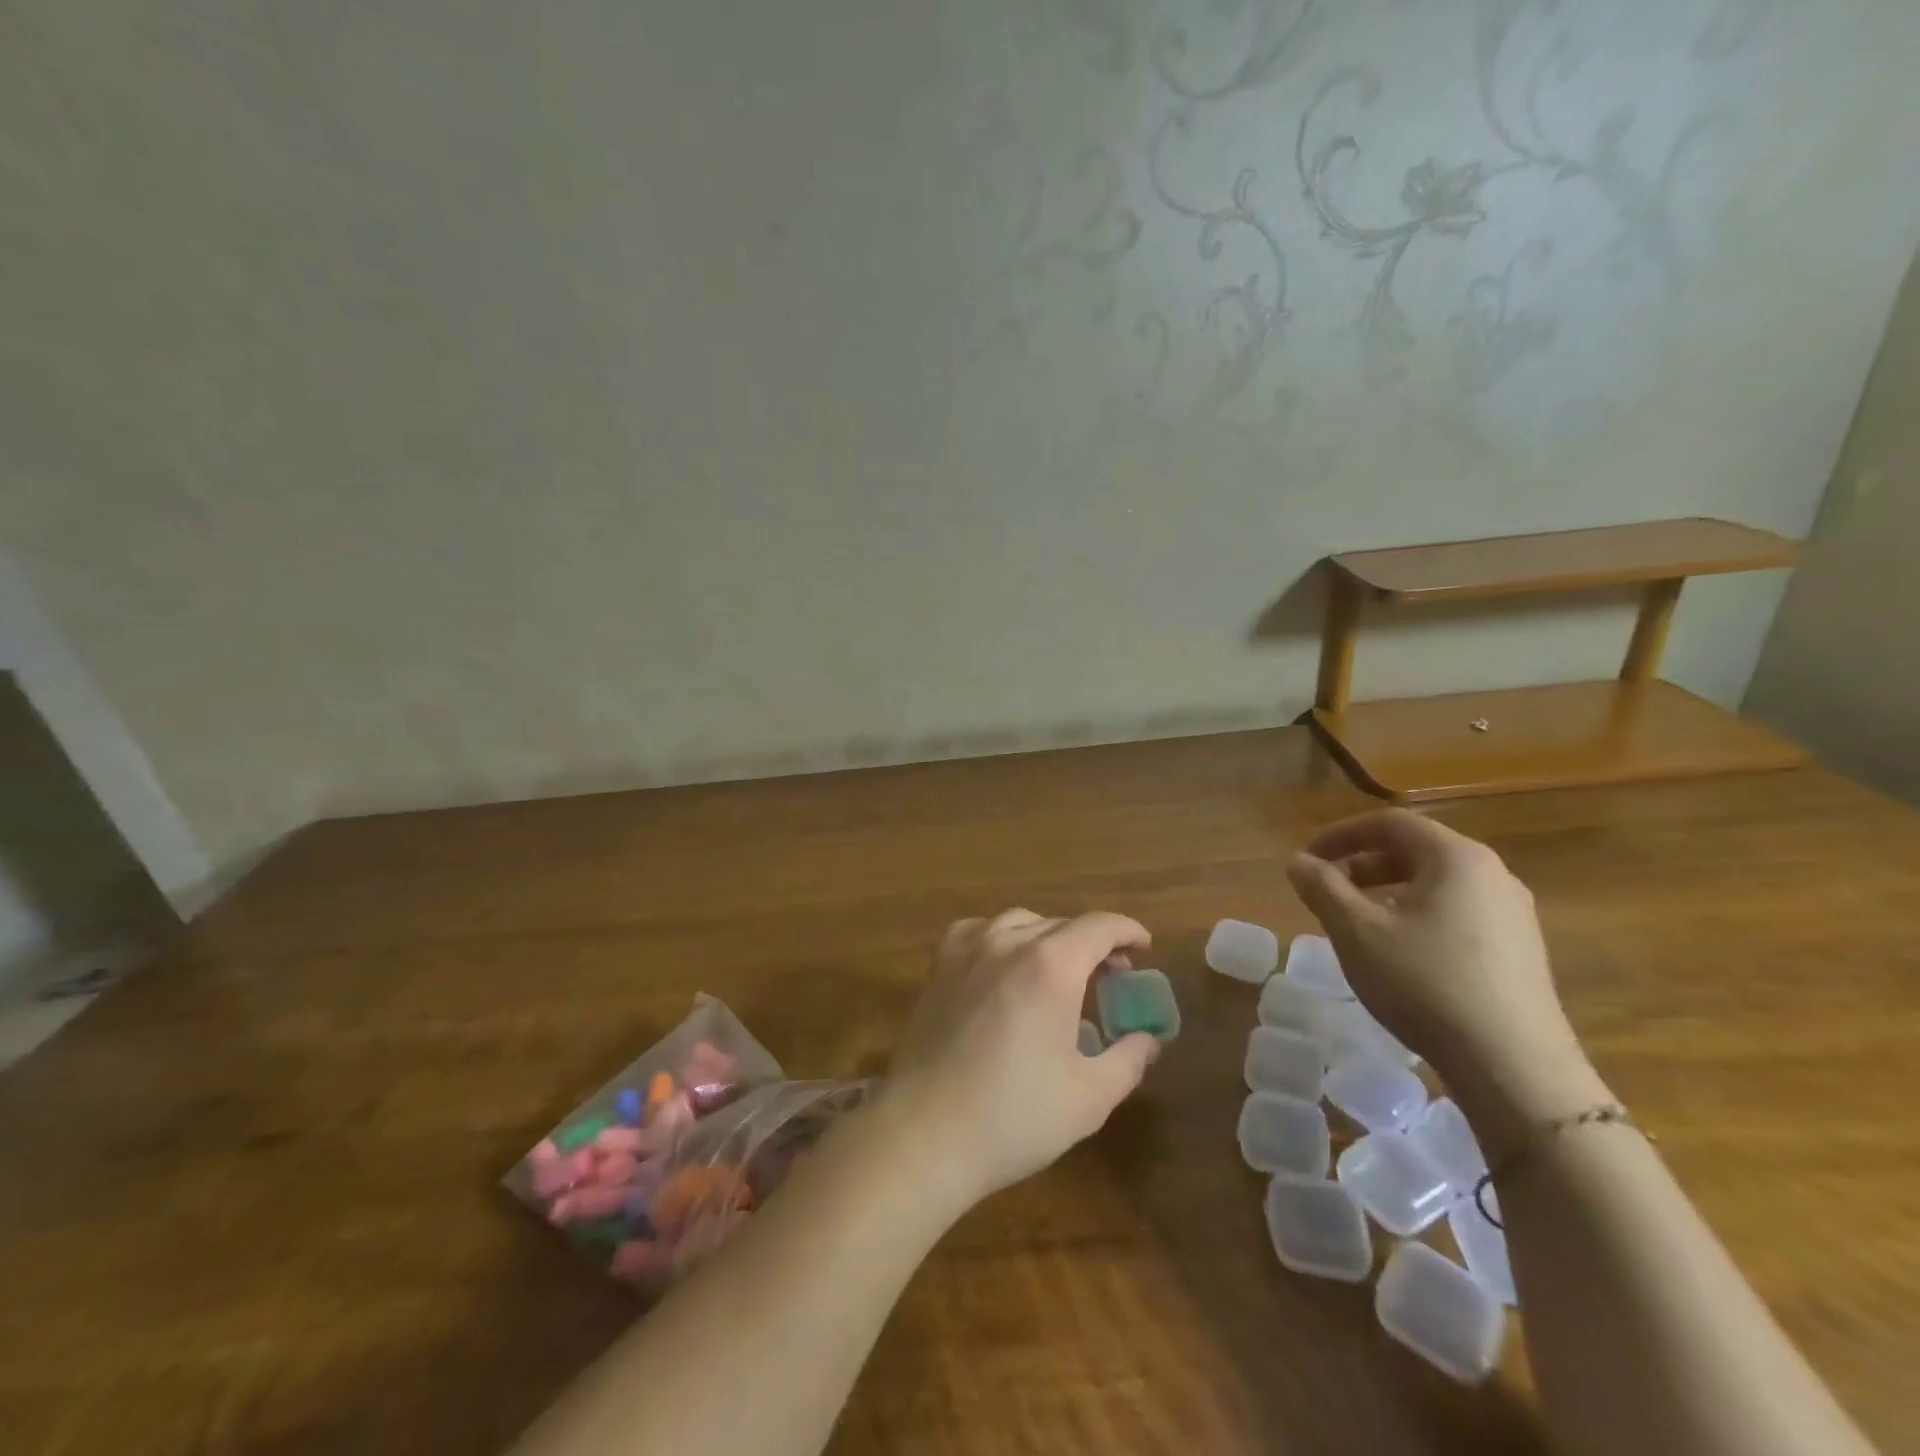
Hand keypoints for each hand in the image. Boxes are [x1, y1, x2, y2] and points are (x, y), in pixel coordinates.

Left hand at [880, 910, 1160, 1210]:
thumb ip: (1128, 1059)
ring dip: (1050, 938)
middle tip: (1110, 977)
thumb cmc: (1014, 1116)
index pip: (1100, 927)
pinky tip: (1004, 963)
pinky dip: (1002, 937)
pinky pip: (978, 931)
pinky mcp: (938, 966)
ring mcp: (967, 949)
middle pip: (1062, 924)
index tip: (1144, 949)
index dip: (1128, 932)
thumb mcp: (1090, 1097)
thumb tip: (1147, 1039)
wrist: (925, 1132)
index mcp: (1051, 965)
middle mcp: (1008, 941)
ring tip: (1060, 971)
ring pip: (1020, 922)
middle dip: (1094, 943)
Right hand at [1285, 810, 1576, 1084]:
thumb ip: (1322, 888)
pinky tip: (1400, 953)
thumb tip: (1299, 862)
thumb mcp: (1356, 931)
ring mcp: (1514, 914)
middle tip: (1327, 888)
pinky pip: (1458, 913)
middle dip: (1363, 863)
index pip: (1391, 823)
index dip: (1342, 834)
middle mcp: (1493, 874)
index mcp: (1457, 858)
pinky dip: (1418, 915)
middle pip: (1416, 850)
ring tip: (1358, 921)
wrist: (1514, 1067)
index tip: (1309, 858)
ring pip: (1437, 884)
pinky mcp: (1521, 951)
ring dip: (1388, 891)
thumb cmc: (1425, 983)